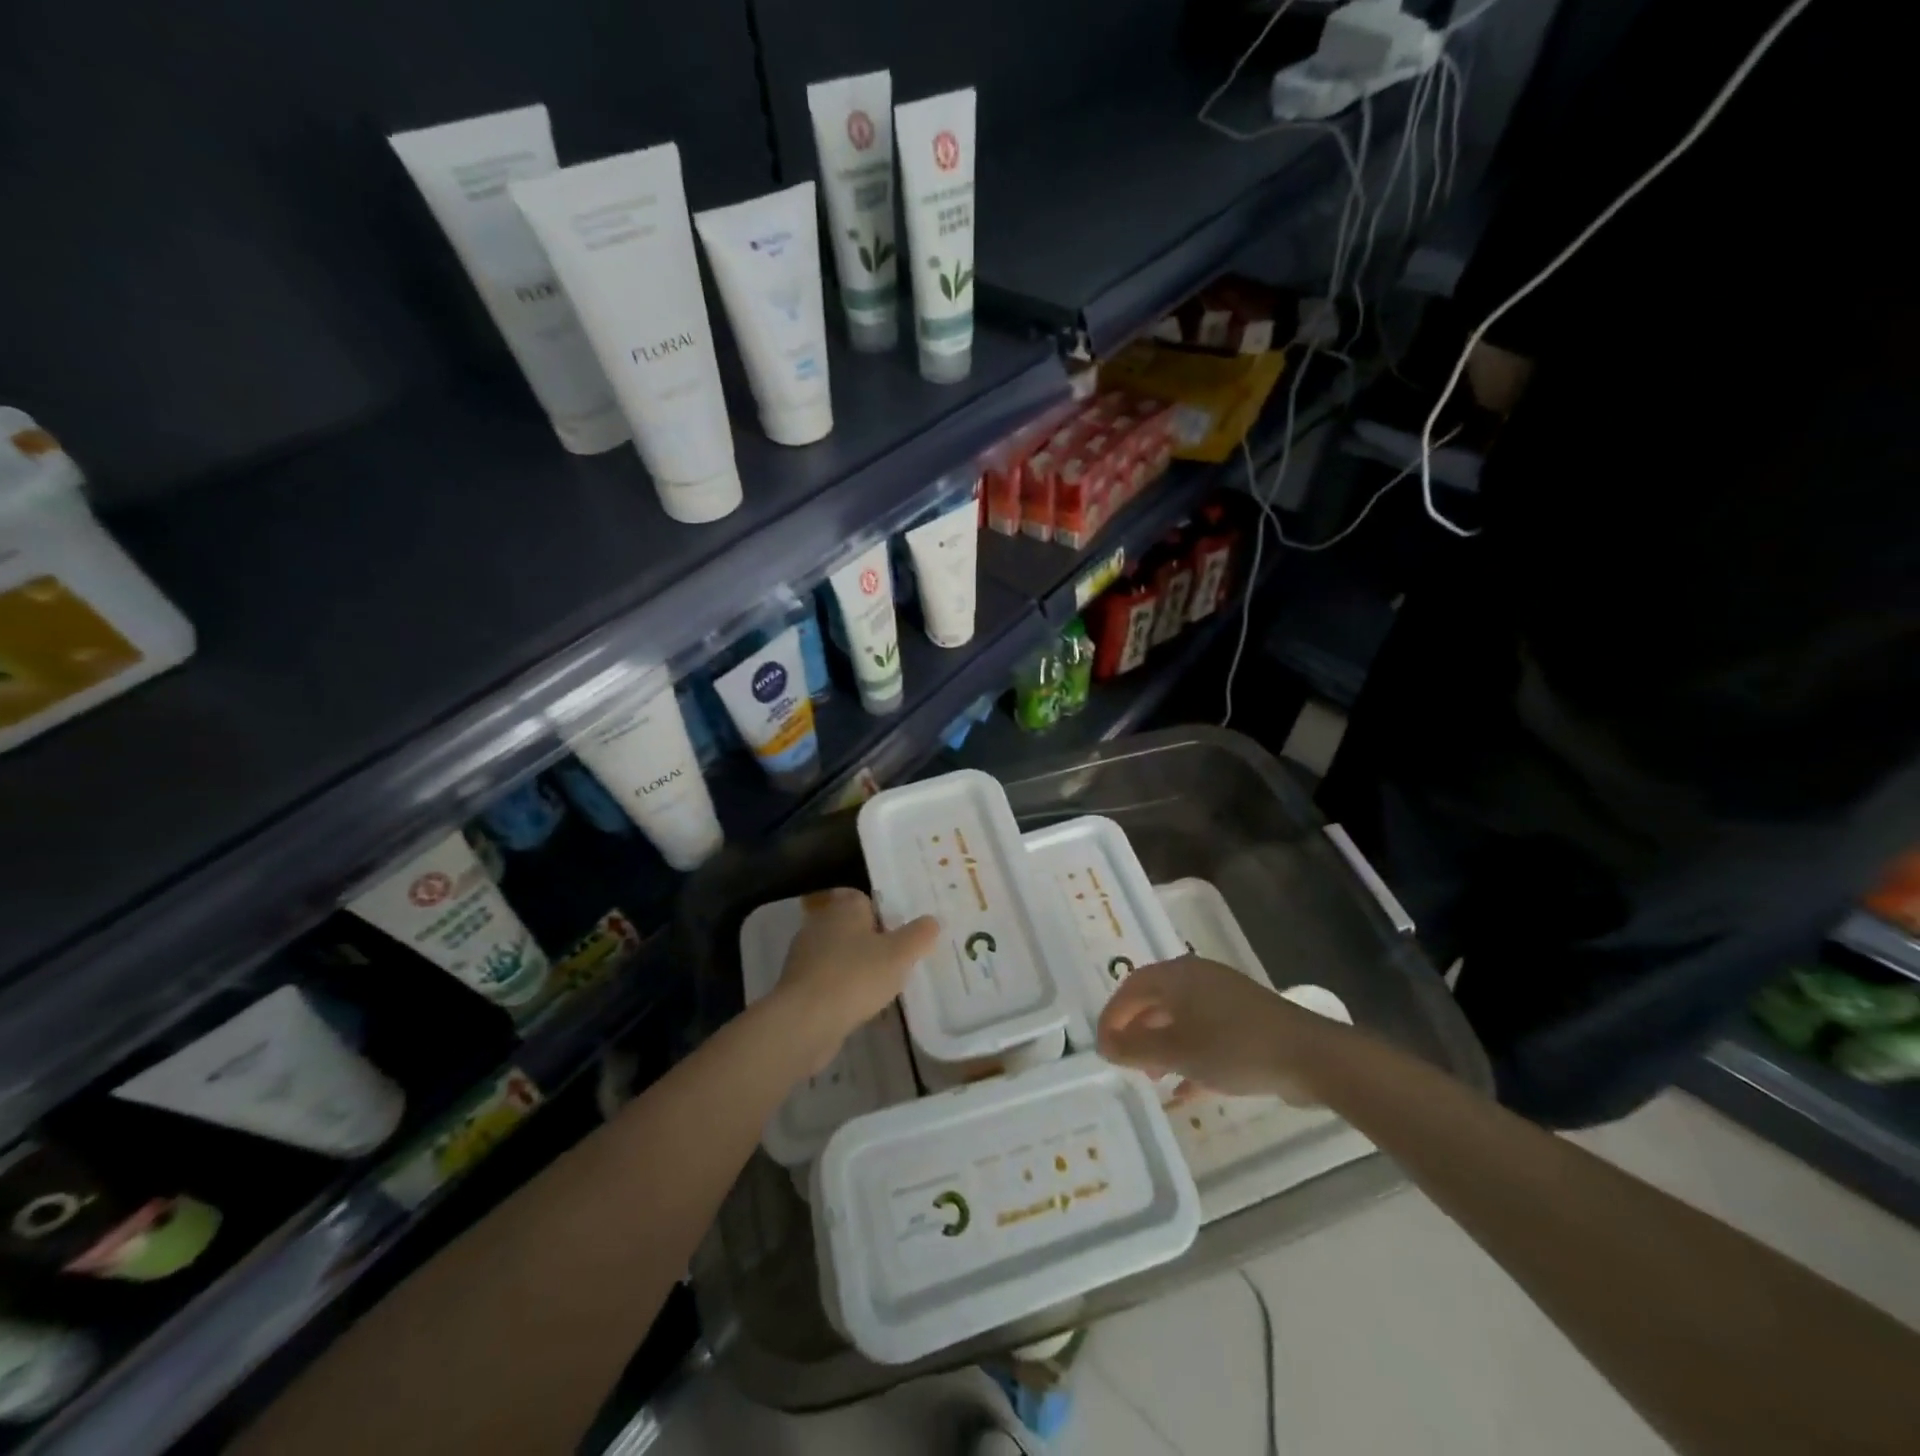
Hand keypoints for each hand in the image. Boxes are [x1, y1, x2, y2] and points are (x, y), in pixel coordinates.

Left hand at [770, 888, 937, 1072]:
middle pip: (850, 926)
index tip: (899, 934)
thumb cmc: (856, 976)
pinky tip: (858, 1007)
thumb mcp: (900, 954)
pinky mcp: (797, 984)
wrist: (805, 1020)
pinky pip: (827, 980)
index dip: (882, 913)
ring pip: (838, 954)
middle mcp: (820, 923)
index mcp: (844, 907)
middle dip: (870, 942)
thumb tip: (933, 920)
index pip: (863, 898)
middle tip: (896, 961)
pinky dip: (841, 989)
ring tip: (881, 988)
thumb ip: (919, 935)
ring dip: (856, 967)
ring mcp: (804, 954)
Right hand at [1097, 958, 1342, 1101]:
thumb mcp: (1177, 1051)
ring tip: (1153, 1079)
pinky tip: (1184, 1090)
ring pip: (1179, 1019)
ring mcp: (1223, 998)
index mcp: (1177, 975)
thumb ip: (1135, 1048)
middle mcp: (1197, 978)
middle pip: (1154, 1002)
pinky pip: (1204, 1034)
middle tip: (1126, 1064)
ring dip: (1161, 1047)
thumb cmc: (1234, 1047)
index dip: (1111, 1017)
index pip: (1130, 988)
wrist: (1309, 1057)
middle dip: (1136, 1033)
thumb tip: (1105, 1044)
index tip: (1103, 1050)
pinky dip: (1189, 1057)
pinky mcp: (1244, 1020)